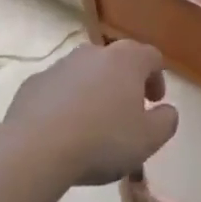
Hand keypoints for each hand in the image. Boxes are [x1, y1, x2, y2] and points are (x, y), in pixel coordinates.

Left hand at [2, 40, 178, 186]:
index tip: (155, 102)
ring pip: (86, 73)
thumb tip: (166, 111)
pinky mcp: (34, 83)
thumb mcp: (148, 140)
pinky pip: (58, 89)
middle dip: (125, 83)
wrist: (35, 148)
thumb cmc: (102, 140)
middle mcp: (94, 53)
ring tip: (93, 125)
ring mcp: (61, 65)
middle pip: (117, 61)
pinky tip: (63, 130)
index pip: (151, 57)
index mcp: (126, 60)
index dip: (158, 78)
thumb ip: (166, 121)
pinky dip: (66, 103)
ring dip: (94, 91)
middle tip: (127, 113)